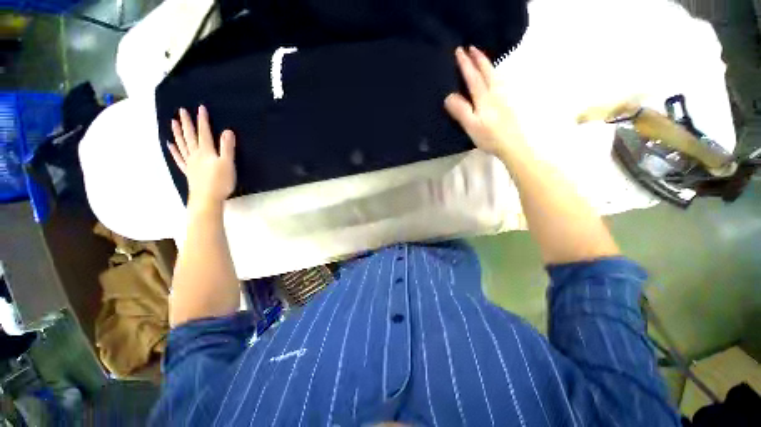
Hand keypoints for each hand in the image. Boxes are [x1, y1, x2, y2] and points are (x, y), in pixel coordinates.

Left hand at [168, 105, 235, 210]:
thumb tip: (227, 131)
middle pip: (190, 136)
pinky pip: (179, 158)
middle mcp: (195, 154)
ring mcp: (190, 163)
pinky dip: (174, 150)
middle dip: (186, 123)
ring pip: (182, 145)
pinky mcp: (188, 171)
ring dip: (177, 133)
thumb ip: (227, 148)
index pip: (204, 133)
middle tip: (181, 111)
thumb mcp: (227, 164)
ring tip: (173, 122)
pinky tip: (170, 145)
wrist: (207, 199)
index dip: (202, 120)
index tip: (200, 108)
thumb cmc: (220, 182)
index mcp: (206, 152)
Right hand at [444, 46, 525, 157]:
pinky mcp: (506, 104)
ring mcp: (502, 98)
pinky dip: (493, 74)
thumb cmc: (490, 137)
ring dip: (487, 64)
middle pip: (487, 72)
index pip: (473, 77)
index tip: (459, 51)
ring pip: (495, 75)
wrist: (512, 145)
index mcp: (484, 98)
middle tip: (472, 47)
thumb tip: (449, 96)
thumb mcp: (471, 126)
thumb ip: (461, 111)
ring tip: (481, 58)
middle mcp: (494, 94)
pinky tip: (493, 78)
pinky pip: (498, 82)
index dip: (466, 64)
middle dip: (479, 58)